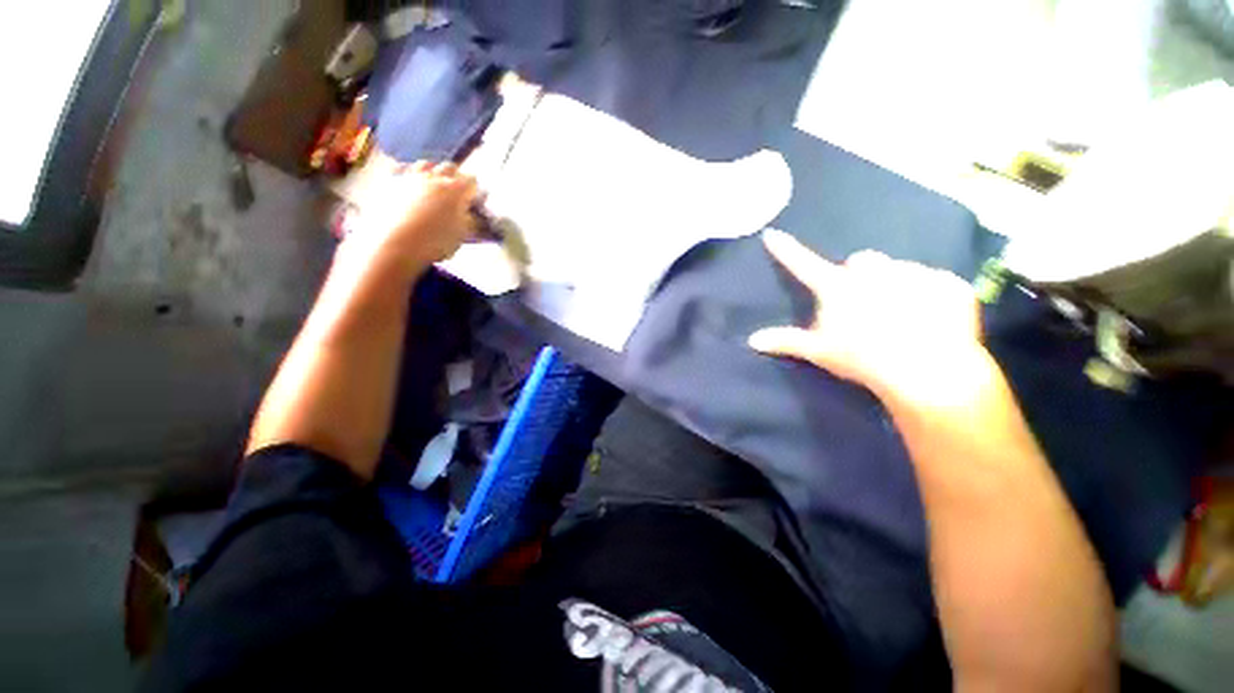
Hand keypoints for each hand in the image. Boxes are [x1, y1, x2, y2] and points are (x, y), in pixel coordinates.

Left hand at [345, 160, 478, 274]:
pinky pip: (400, 169)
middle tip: (456, 188)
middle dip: (455, 176)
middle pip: (449, 167)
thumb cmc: (434, 242)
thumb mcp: (461, 236)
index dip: (474, 189)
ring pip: (425, 164)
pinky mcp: (390, 181)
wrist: (394, 242)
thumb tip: (473, 215)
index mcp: (455, 190)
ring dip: (432, 171)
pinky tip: (408, 181)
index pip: (471, 181)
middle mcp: (434, 178)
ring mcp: (410, 176)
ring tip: (433, 182)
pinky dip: (407, 172)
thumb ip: (470, 221)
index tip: (474, 198)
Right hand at [748, 229, 988, 408]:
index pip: (804, 264)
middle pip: (860, 261)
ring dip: (894, 283)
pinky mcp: (949, 284)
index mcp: (838, 287)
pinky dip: (930, 295)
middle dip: (859, 275)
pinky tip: (931, 318)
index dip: (786, 251)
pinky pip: (935, 281)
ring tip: (901, 314)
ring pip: (898, 268)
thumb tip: (751, 340)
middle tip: (864, 303)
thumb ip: (785, 340)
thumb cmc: (863, 358)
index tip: (772, 234)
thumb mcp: (819, 351)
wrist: (928, 371)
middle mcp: (874, 271)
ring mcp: (914, 273)